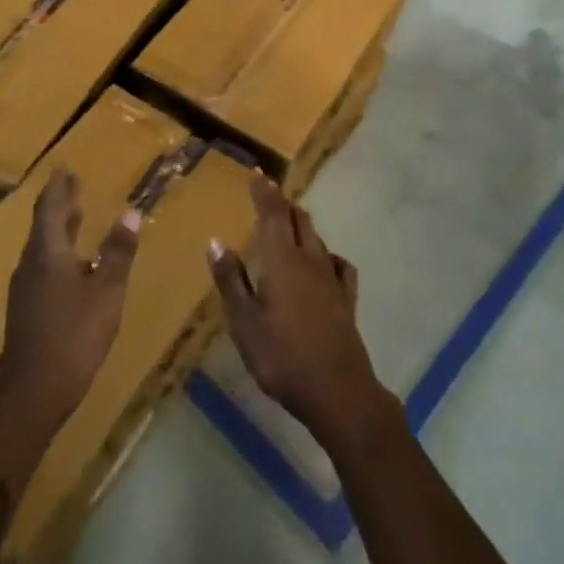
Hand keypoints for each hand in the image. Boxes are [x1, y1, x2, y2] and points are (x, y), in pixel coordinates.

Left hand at [0, 170, 138, 427]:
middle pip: (44, 226)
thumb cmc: (74, 335)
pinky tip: (75, 265)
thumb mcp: (106, 291)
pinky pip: (43, 268)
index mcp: (47, 254)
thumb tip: (130, 212)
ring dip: (60, 230)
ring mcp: (25, 290)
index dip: (58, 188)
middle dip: (60, 205)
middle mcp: (30, 265)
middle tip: (74, 186)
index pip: (50, 209)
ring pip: (43, 249)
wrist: (33, 393)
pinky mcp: (27, 310)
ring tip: (76, 217)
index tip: (65, 168)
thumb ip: (118, 252)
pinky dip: (60, 253)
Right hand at [208, 176, 390, 446]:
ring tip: (289, 222)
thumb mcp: (244, 322)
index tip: (258, 173)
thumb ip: (231, 280)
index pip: (273, 214)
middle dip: (283, 204)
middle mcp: (310, 260)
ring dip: (301, 225)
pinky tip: (324, 262)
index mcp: (282, 260)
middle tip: (269, 195)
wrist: (337, 390)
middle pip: (298, 220)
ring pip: (317, 238)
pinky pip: (337, 264)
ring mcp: (332, 278)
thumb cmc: (281, 356)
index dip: (265, 192)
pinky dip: (326, 254)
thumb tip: (216, 240)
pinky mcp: (346, 298)